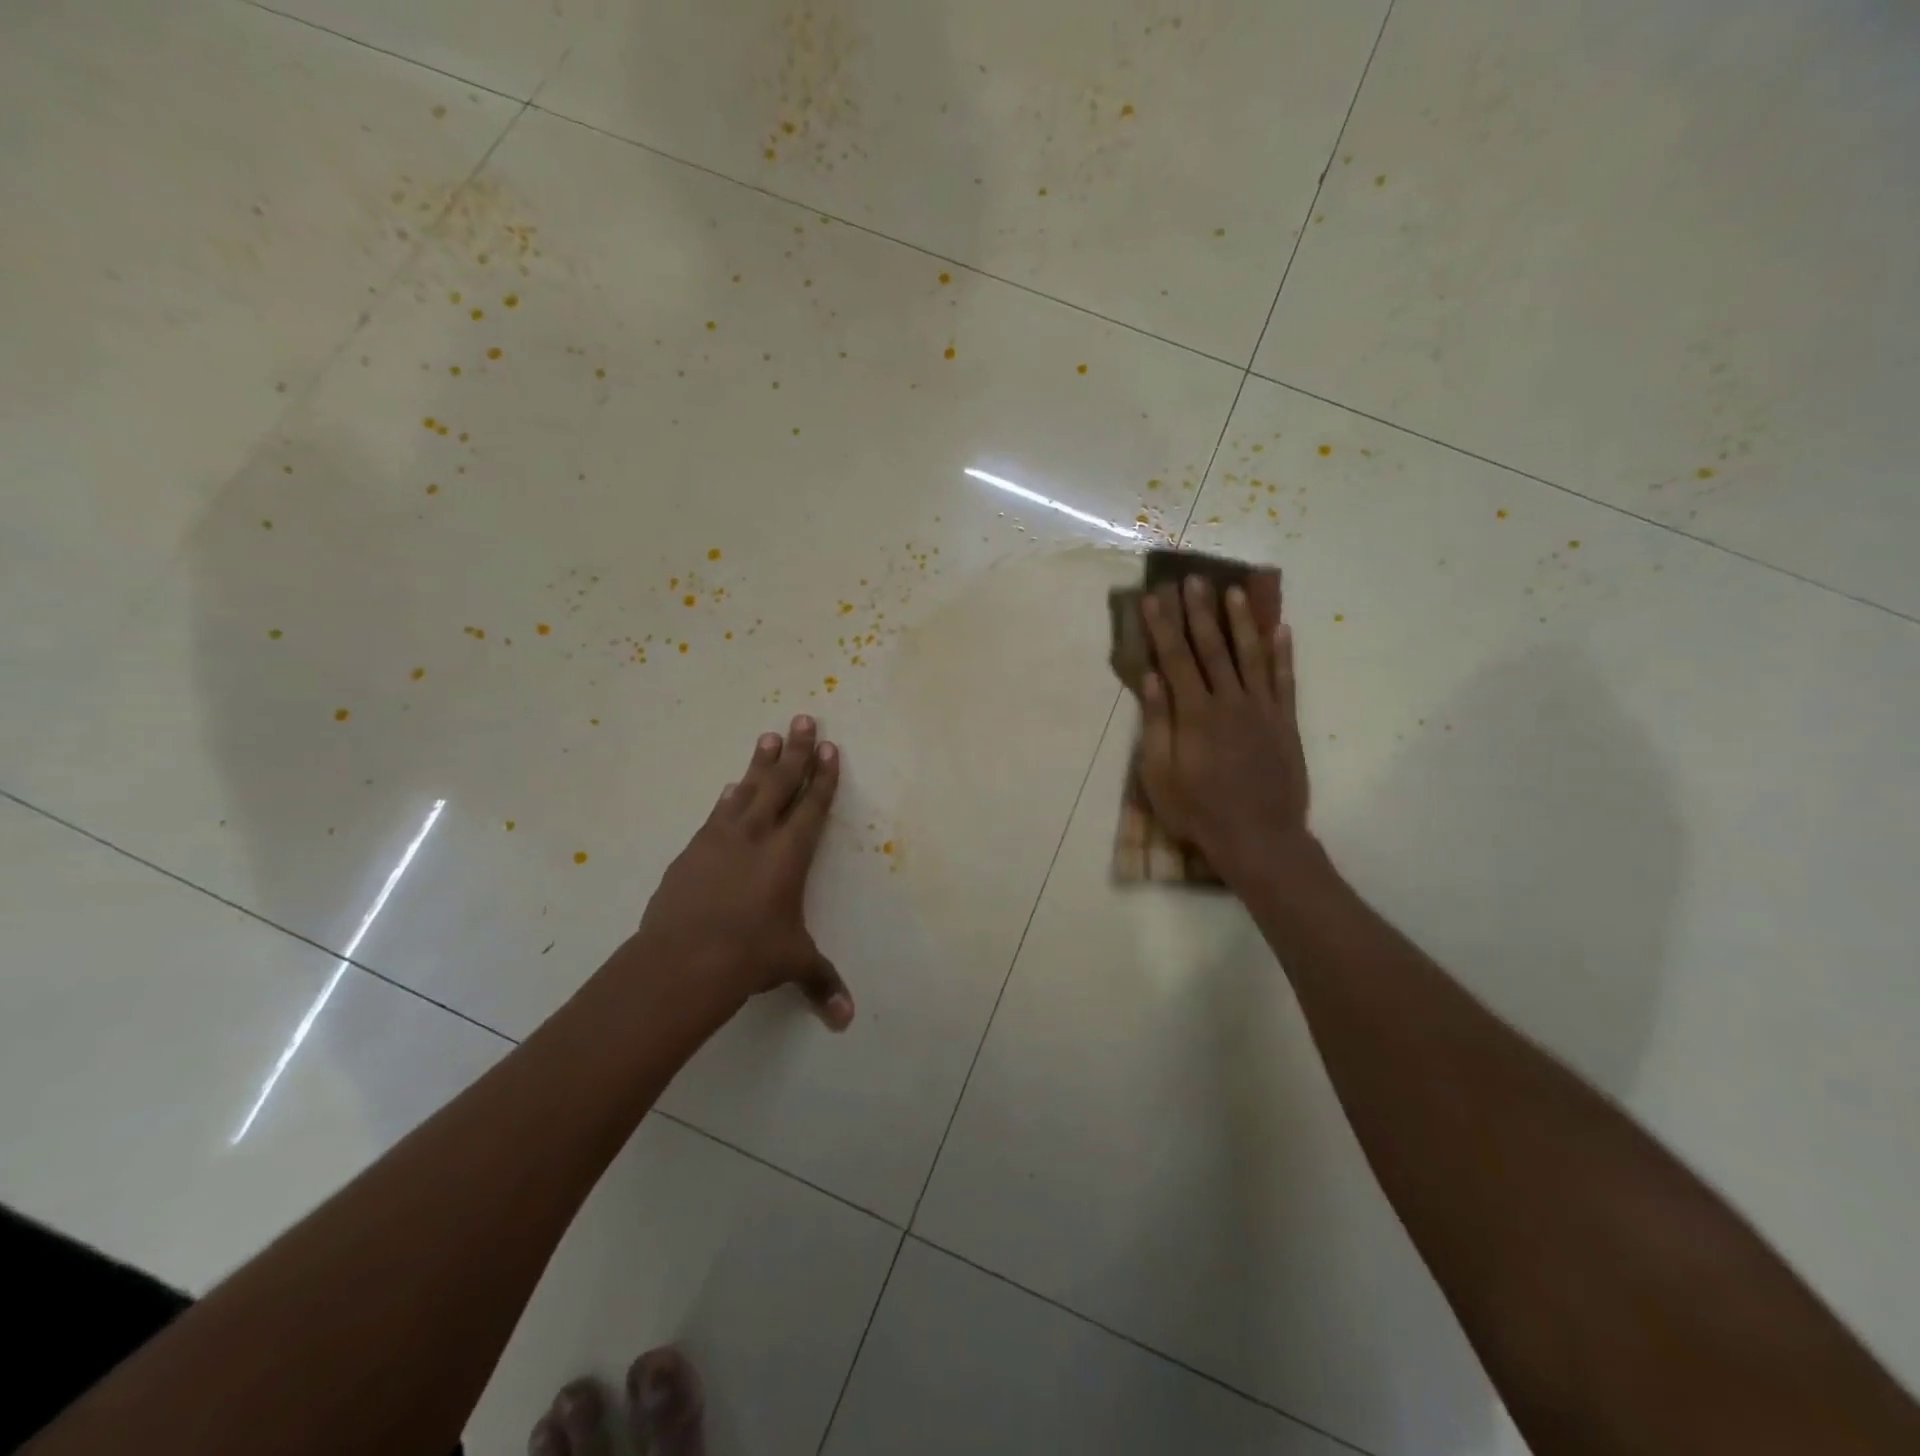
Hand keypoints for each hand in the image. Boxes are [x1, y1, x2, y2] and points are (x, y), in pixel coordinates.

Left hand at [634, 716, 853, 1029]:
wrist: (682, 961)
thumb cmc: (749, 956)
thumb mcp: (792, 964)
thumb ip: (821, 983)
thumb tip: (846, 1020)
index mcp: (790, 854)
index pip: (812, 806)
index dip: (822, 776)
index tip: (828, 747)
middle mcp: (758, 836)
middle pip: (781, 783)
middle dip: (795, 751)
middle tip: (802, 718)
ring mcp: (721, 839)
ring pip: (746, 790)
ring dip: (760, 764)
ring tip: (768, 737)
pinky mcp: (693, 850)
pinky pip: (716, 814)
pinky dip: (728, 798)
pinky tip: (729, 788)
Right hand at [1138, 577, 1312, 885]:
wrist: (1259, 838)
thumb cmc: (1198, 811)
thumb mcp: (1160, 775)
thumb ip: (1156, 724)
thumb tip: (1151, 677)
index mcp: (1194, 714)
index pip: (1175, 658)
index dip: (1163, 626)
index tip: (1155, 598)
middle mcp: (1229, 701)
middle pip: (1212, 647)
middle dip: (1199, 611)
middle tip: (1193, 579)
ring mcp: (1262, 710)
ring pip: (1251, 655)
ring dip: (1242, 621)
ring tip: (1235, 591)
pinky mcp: (1285, 722)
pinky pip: (1285, 680)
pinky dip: (1283, 653)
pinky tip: (1281, 628)